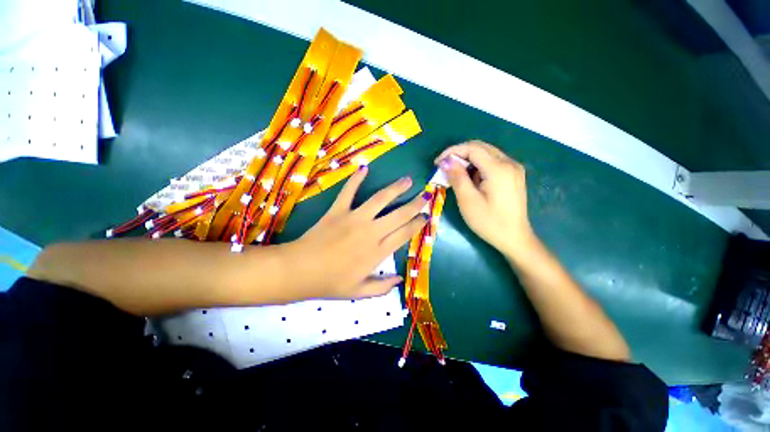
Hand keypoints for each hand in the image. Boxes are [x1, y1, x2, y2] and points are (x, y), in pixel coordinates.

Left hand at [287, 166, 428, 298]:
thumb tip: (399, 280)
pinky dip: (356, 179)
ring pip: (380, 200)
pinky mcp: (338, 210)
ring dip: (396, 189)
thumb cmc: (330, 283)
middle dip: (415, 204)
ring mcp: (354, 218)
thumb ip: (382, 287)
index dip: (417, 224)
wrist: (299, 270)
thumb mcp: (358, 292)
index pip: (404, 234)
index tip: (426, 216)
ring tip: (407, 180)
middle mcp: (371, 232)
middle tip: (426, 195)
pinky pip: (349, 192)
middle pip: (398, 215)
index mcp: (377, 252)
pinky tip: (364, 168)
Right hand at [436, 140, 533, 257]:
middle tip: (444, 167)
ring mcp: (514, 168)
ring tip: (455, 175)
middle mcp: (509, 162)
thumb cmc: (489, 222)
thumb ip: (457, 177)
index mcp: (499, 168)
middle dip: (459, 154)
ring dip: (468, 160)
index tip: (437, 162)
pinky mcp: (514, 175)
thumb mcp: (468, 201)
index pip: (472, 148)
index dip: (452, 151)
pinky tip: (471, 179)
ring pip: (487, 154)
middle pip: (480, 147)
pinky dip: (478, 166)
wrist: (514, 238)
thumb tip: (446, 161)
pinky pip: (493, 162)